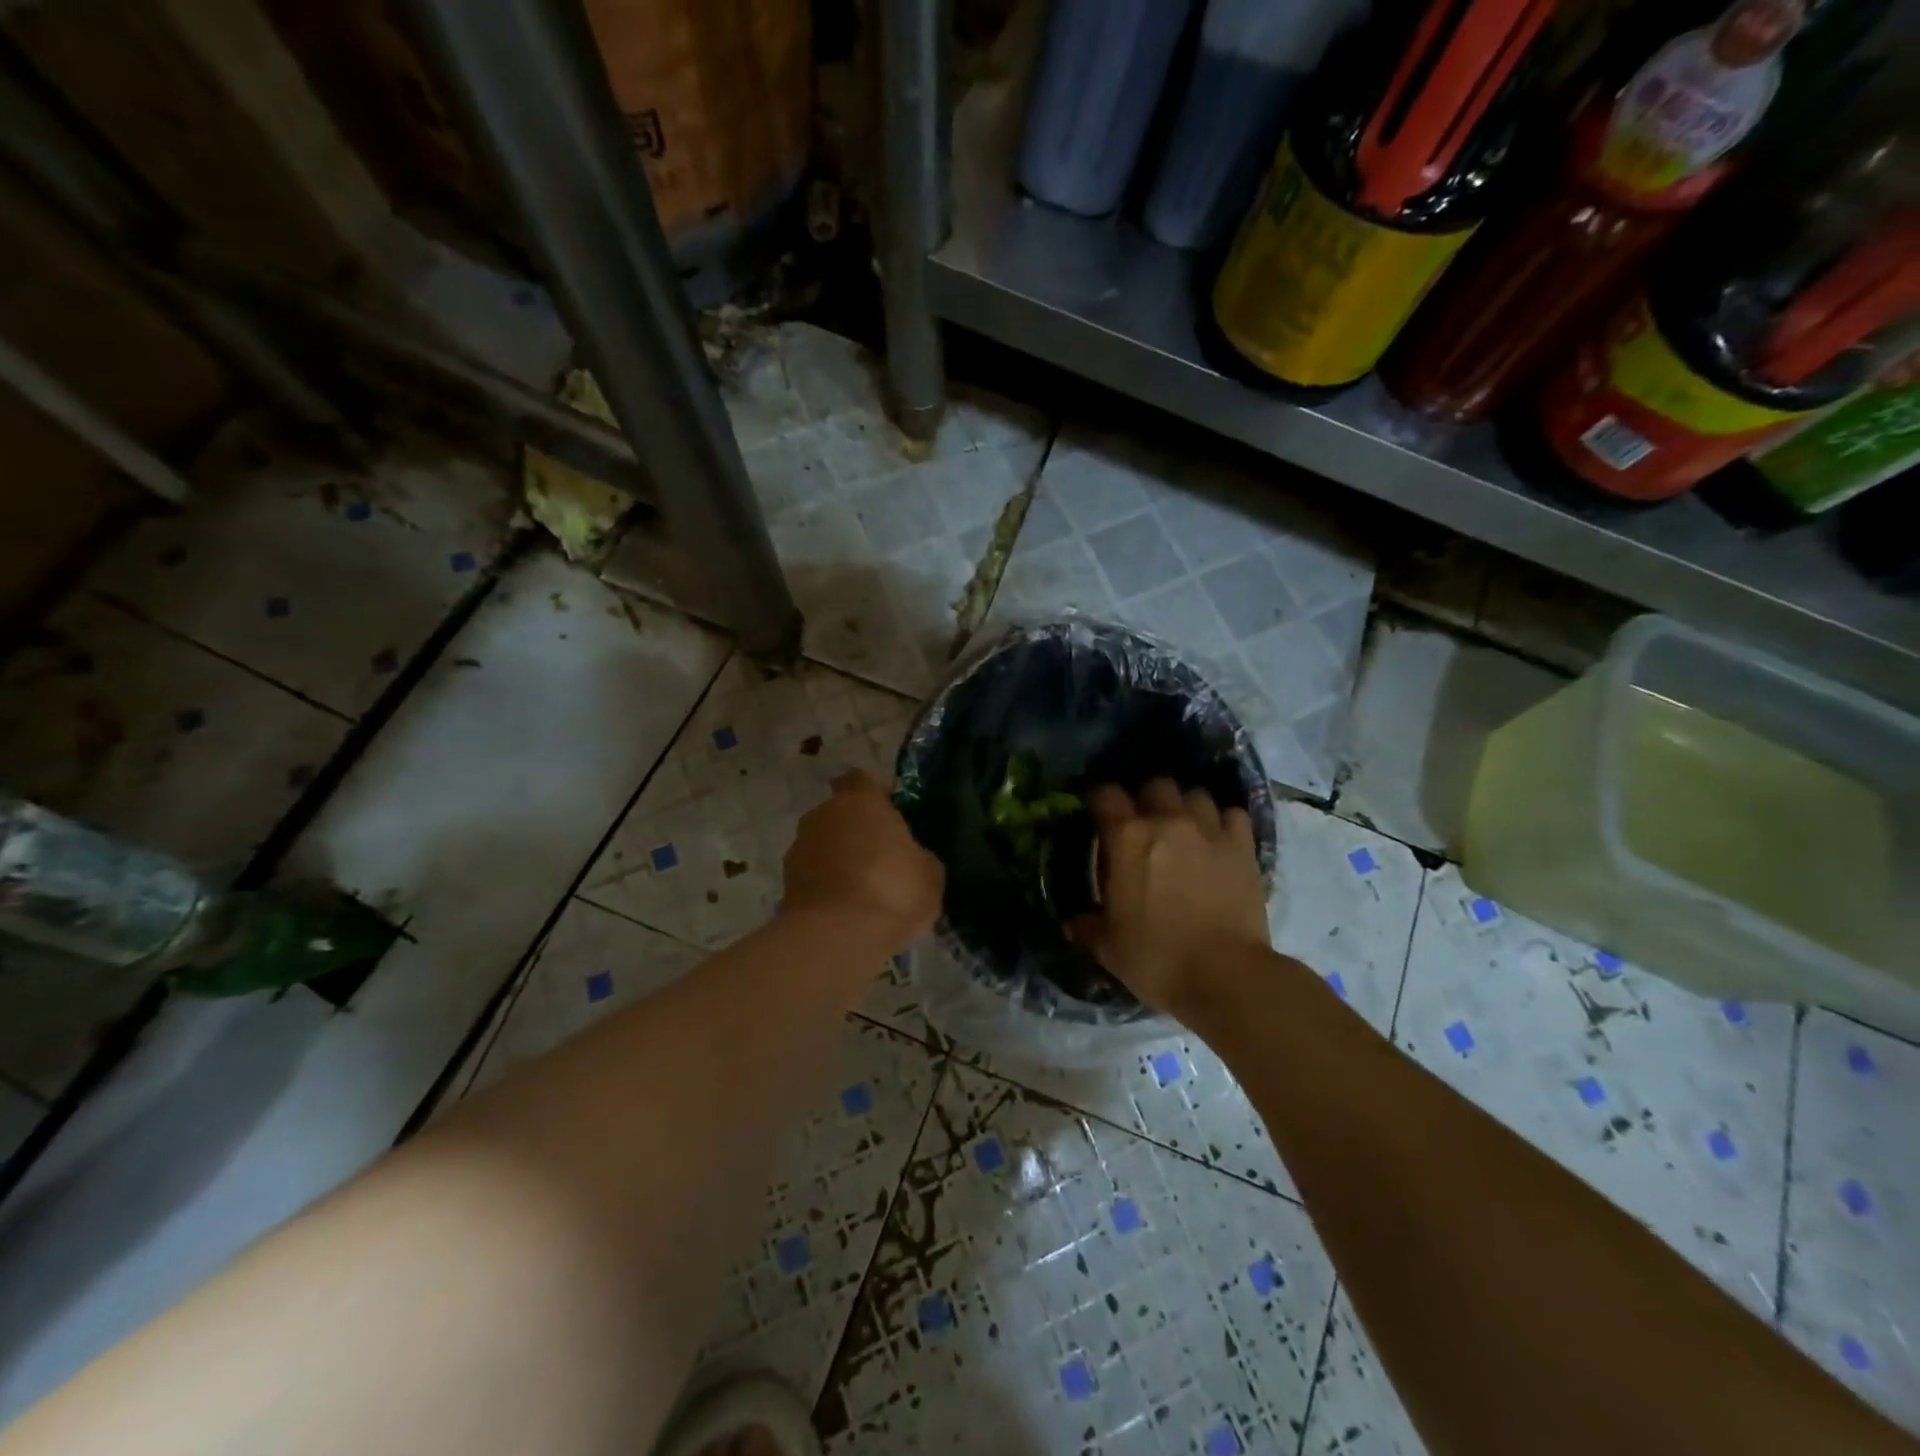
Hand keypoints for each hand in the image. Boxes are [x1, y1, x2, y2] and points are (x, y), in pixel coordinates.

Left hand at [782, 769, 943, 952]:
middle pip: (840, 814)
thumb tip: (910, 858)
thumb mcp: (929, 873)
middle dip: (856, 831)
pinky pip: (813, 876)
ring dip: (838, 860)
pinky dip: (825, 887)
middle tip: (881, 859)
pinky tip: (844, 912)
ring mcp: (798, 849)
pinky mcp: (785, 883)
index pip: (861, 779)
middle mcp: (823, 815)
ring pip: (823, 845)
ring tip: (862, 893)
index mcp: (860, 801)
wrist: (835, 938)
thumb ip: (918, 855)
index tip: (890, 817)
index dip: (875, 795)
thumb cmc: (892, 891)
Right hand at [1070, 778, 1268, 1015]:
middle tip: (1144, 825)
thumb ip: (1088, 926)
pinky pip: (1232, 814)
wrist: (1226, 977)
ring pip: (1195, 794)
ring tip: (1184, 829)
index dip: (1099, 801)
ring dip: (1186, 807)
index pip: (1105, 794)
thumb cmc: (1157, 959)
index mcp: (1127, 838)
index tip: (1098, 816)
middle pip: (1155, 785)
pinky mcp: (1243, 846)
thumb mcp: (1109, 947)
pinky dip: (1223, 821)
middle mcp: (1167, 822)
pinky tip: (1218, 840)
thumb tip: (1073, 922)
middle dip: (1147, 799)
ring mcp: (1210, 830)